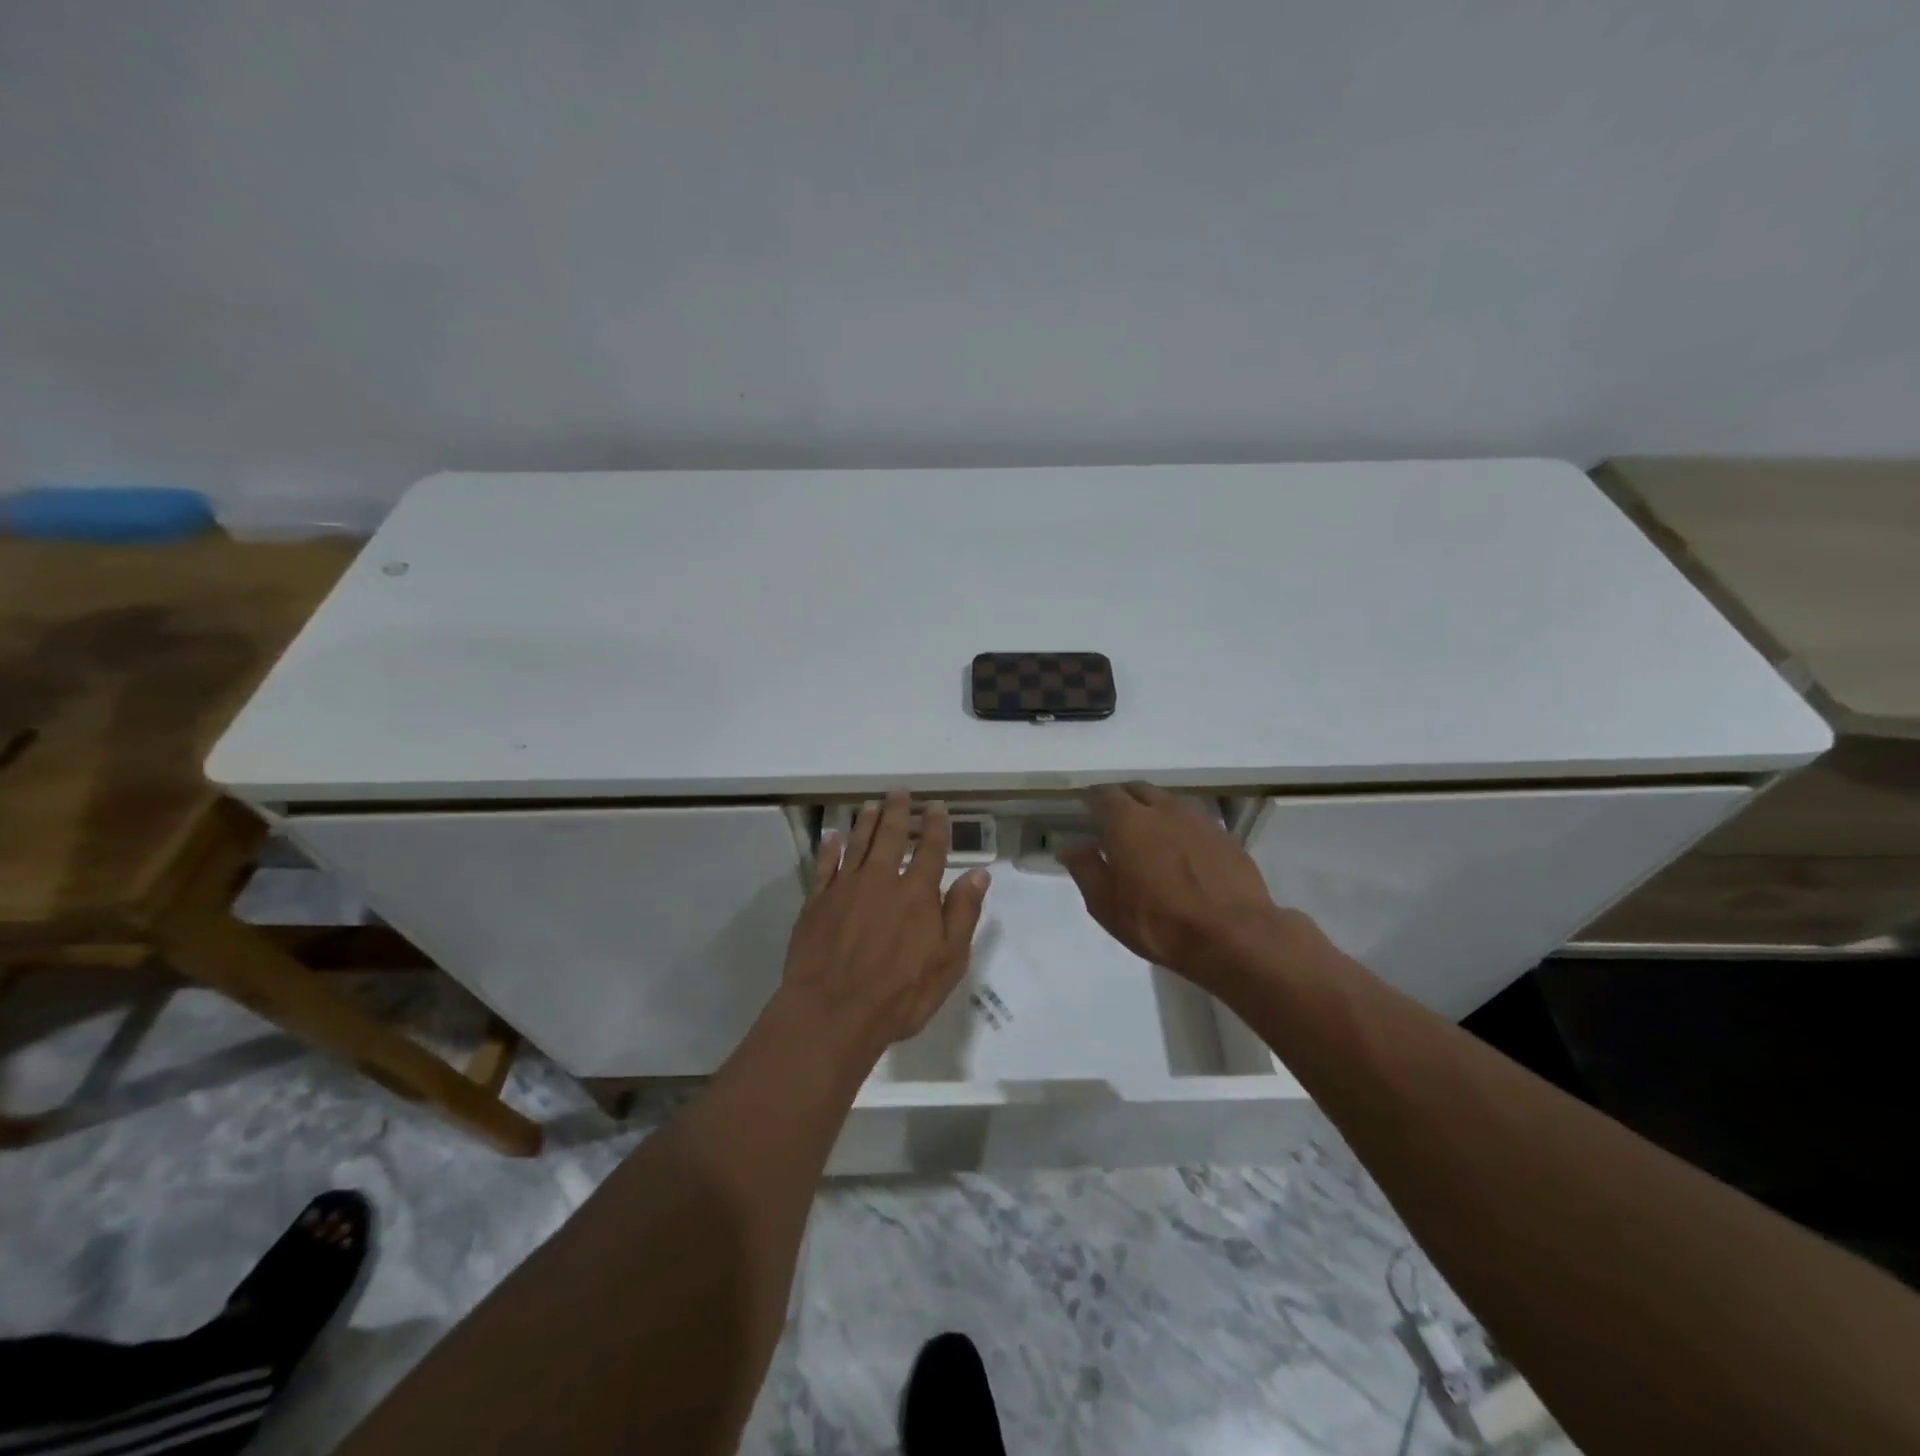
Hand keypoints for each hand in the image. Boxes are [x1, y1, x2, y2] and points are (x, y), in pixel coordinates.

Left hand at [780, 790, 990, 1057]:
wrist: (833, 1012)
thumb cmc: (899, 994)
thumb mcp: (948, 961)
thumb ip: (963, 913)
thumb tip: (979, 873)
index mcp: (917, 893)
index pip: (930, 850)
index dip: (935, 826)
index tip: (936, 806)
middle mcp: (881, 879)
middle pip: (891, 835)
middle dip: (898, 810)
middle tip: (901, 791)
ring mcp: (845, 887)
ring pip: (858, 843)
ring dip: (866, 821)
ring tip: (871, 804)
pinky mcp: (817, 901)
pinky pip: (824, 865)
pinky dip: (829, 847)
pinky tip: (832, 836)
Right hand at [1059, 783, 1304, 991]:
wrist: (1234, 936)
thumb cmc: (1159, 923)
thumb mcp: (1106, 905)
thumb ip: (1085, 869)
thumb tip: (1070, 845)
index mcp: (1128, 820)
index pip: (1103, 795)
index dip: (1092, 799)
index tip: (1085, 807)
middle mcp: (1163, 809)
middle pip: (1138, 790)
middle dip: (1123, 798)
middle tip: (1114, 819)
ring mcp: (1198, 819)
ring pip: (1168, 801)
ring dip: (1154, 809)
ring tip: (1149, 833)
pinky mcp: (1225, 836)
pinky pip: (1194, 820)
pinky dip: (1180, 827)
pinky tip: (1182, 850)